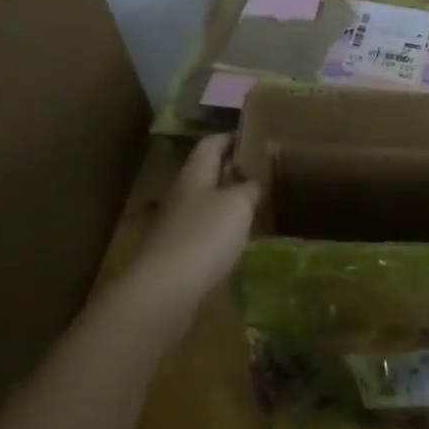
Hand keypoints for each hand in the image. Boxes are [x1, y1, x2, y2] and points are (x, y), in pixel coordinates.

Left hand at [122, 134, 259, 340]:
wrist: (163, 293)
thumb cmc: (203, 236)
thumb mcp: (238, 204)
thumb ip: (250, 187)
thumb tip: (255, 183)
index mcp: (194, 175)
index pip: (212, 144)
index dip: (233, 136)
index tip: (258, 135)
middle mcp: (183, 195)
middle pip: (208, 173)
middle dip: (234, 169)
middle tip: (265, 169)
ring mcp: (178, 226)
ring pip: (208, 203)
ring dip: (231, 201)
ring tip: (260, 202)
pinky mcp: (179, 255)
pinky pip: (206, 232)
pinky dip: (224, 229)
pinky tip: (242, 238)